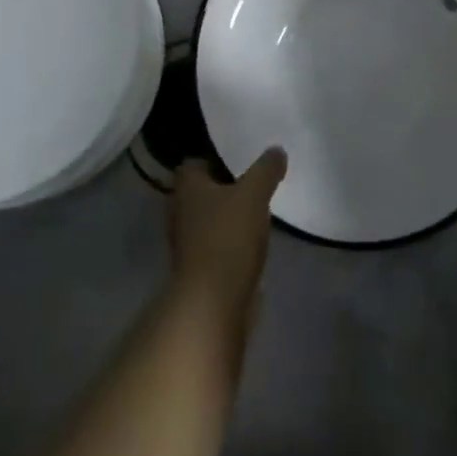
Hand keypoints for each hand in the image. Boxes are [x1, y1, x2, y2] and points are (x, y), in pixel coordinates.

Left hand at [167, 149, 285, 326]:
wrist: (213, 305)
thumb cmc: (227, 238)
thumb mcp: (254, 194)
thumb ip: (266, 170)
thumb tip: (276, 150)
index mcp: (186, 187)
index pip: (193, 163)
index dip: (214, 158)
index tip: (239, 159)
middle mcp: (180, 212)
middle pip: (201, 192)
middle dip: (224, 188)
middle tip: (253, 182)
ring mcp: (186, 244)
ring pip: (208, 220)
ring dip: (227, 217)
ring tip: (257, 211)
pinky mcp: (198, 271)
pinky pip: (215, 245)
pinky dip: (230, 242)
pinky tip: (252, 242)